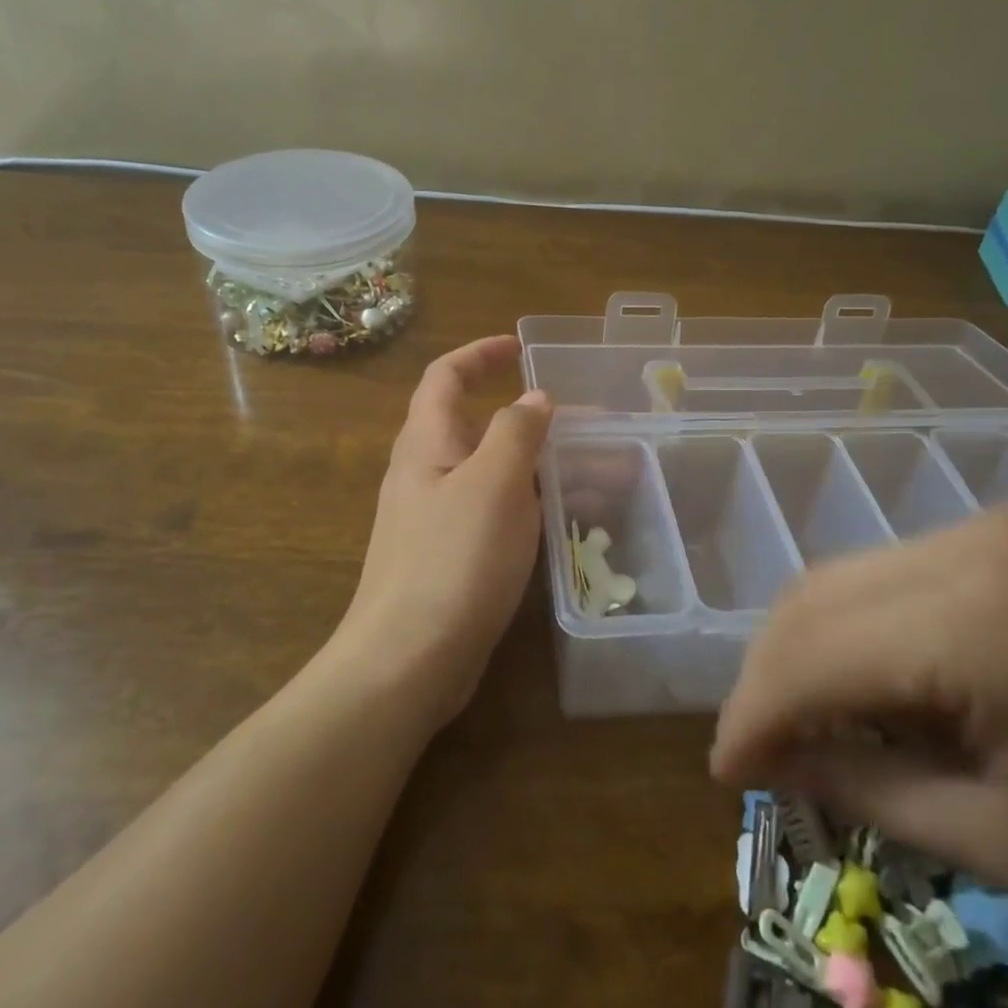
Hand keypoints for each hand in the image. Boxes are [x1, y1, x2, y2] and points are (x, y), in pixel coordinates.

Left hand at [333, 336, 551, 727]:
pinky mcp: (451, 557)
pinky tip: (567, 522)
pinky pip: (496, 513)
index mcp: (427, 442)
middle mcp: (426, 472)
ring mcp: (437, 517)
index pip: (445, 376)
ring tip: (599, 473)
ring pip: (494, 474)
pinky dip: (531, 505)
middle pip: (477, 426)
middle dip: (530, 419)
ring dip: (540, 466)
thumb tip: (534, 398)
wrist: (408, 659)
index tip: (521, 348)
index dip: (480, 354)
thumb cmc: (452, 561)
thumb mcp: (493, 484)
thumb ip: (516, 431)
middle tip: (586, 426)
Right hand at [710, 507, 1007, 992]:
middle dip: (770, 674)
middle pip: (817, 595)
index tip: (722, 772)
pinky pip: (906, 568)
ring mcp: (1003, 523)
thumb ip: (868, 792)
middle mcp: (974, 543)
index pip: (813, 655)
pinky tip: (884, 675)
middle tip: (758, 746)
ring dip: (813, 644)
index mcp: (976, 623)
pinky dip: (869, 622)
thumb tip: (773, 765)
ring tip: (812, 716)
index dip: (752, 715)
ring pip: (854, 573)